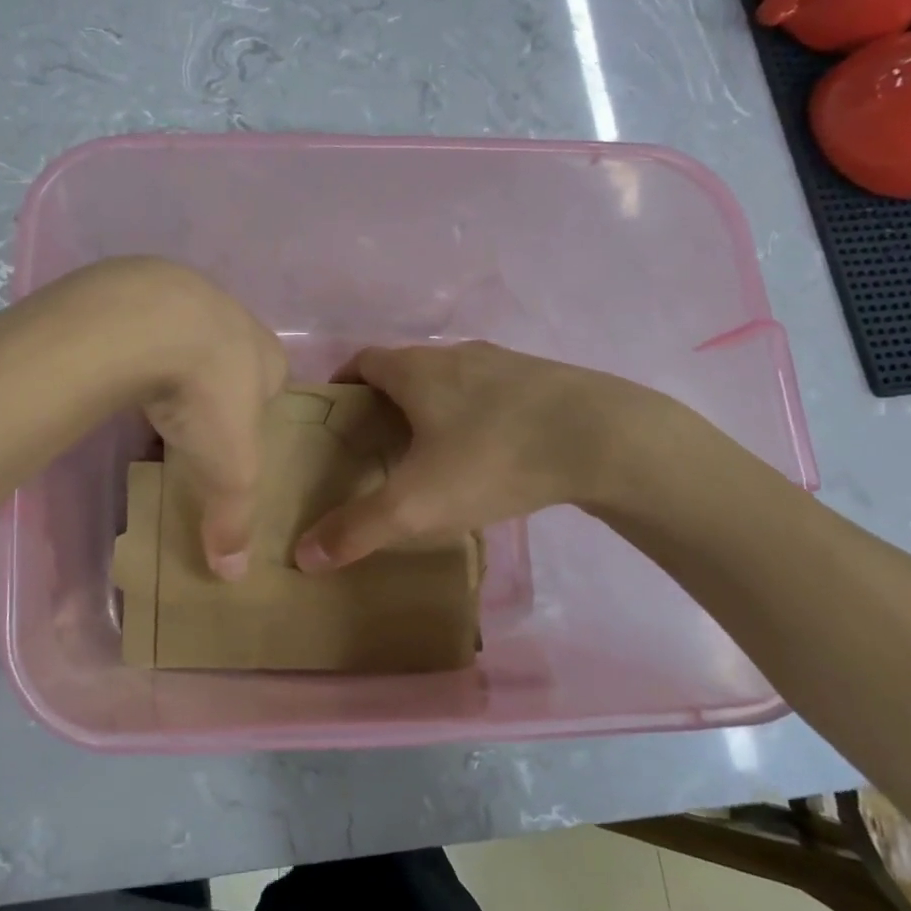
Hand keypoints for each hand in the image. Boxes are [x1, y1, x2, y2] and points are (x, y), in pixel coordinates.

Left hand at [77, 258, 286, 580]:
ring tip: (154, 400)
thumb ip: (234, 518)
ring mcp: (188, 298)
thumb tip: (233, 574)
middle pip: (231, 361)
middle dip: (216, 388)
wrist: (148, 321)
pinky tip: (121, 371)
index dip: (258, 414)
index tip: (235, 439)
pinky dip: (137, 349)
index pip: (275, 387)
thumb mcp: (230, 468)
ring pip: (187, 339)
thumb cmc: (209, 395)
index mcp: (270, 357)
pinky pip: (146, 327)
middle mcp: (236, 321)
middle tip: (193, 423)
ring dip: (174, 365)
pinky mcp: (140, 290)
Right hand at [293, 341, 665, 571]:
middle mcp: (454, 355)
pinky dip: (475, 414)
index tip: (335, 418)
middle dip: (384, 402)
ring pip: (451, 380)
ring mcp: (503, 363)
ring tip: (431, 453)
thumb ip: (357, 529)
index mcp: (416, 370)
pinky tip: (490, 453)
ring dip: (433, 407)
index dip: (342, 385)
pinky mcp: (543, 380)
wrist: (607, 438)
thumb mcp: (417, 504)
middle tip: (377, 446)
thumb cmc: (494, 458)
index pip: (362, 361)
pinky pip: (491, 392)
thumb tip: (303, 555)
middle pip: (405, 369)